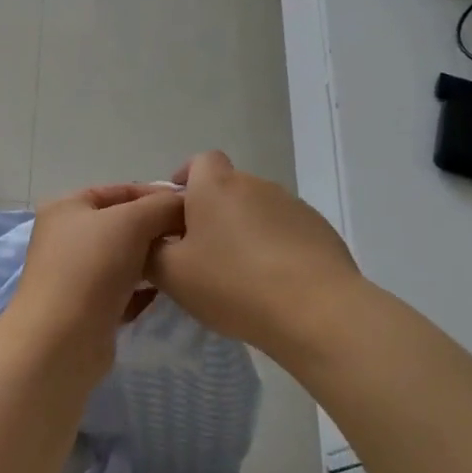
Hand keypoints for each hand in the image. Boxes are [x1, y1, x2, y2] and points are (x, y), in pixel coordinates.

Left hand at [7, 184, 185, 376]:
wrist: (61, 341)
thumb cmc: (91, 268)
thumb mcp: (131, 222)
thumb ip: (162, 206)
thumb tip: (185, 204)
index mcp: (66, 208)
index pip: (120, 190)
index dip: (157, 194)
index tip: (193, 206)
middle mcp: (67, 237)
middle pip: (123, 224)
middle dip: (158, 228)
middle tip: (194, 237)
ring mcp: (76, 274)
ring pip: (125, 258)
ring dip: (154, 259)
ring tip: (185, 262)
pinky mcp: (88, 307)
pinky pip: (124, 289)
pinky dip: (145, 289)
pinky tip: (169, 290)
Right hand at [146, 151, 364, 366]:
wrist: (317, 310)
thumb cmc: (233, 284)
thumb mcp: (171, 274)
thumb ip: (150, 251)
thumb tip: (151, 241)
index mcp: (216, 186)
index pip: (198, 161)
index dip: (185, 181)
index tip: (176, 213)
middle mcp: (255, 184)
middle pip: (227, 188)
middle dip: (212, 214)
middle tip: (200, 254)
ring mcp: (293, 206)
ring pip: (257, 211)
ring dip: (244, 232)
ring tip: (238, 275)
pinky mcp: (321, 231)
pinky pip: (285, 231)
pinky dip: (274, 248)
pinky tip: (272, 284)